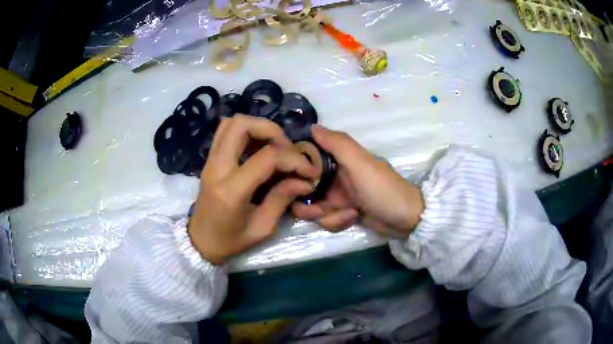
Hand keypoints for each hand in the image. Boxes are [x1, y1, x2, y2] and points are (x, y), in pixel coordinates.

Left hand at [188, 115, 318, 264]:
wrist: (200, 241)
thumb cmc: (230, 241)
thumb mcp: (262, 228)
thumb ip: (282, 199)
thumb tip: (304, 180)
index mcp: (231, 191)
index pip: (267, 157)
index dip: (294, 159)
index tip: (309, 170)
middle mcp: (217, 168)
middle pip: (242, 125)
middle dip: (271, 130)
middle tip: (287, 148)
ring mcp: (210, 161)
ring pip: (231, 123)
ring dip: (257, 127)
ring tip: (274, 146)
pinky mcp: (209, 160)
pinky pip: (225, 132)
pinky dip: (246, 132)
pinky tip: (259, 148)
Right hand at [291, 126, 424, 237]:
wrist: (405, 218)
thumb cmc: (382, 189)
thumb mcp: (361, 163)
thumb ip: (337, 144)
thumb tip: (312, 127)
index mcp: (337, 160)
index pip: (306, 159)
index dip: (296, 170)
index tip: (294, 181)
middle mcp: (333, 176)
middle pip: (303, 189)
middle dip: (307, 203)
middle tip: (317, 210)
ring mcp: (337, 197)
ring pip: (312, 207)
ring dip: (327, 215)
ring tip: (347, 214)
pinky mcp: (341, 213)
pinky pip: (326, 219)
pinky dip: (338, 221)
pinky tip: (353, 218)